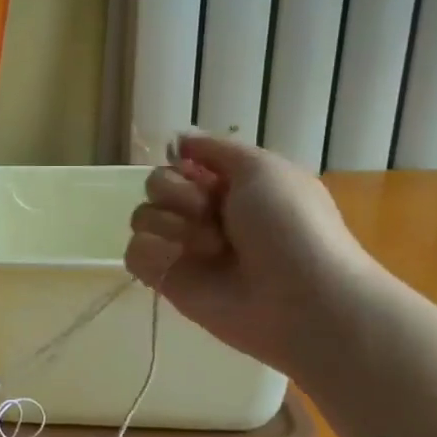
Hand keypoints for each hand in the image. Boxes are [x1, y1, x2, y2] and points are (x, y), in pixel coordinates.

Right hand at [124, 134, 378, 377]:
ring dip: (172, 225)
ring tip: (210, 246)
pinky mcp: (168, 280)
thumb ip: (215, 148)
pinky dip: (153, 252)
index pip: (180, 162)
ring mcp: (183, 248)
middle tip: (210, 211)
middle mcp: (203, 215)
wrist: (301, 299)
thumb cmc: (290, 226)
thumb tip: (178, 137)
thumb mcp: (263, 167)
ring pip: (142, 217)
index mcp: (229, 186)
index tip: (199, 171)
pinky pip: (135, 253)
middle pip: (156, 185)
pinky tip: (179, 261)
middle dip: (177, 193)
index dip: (183, 164)